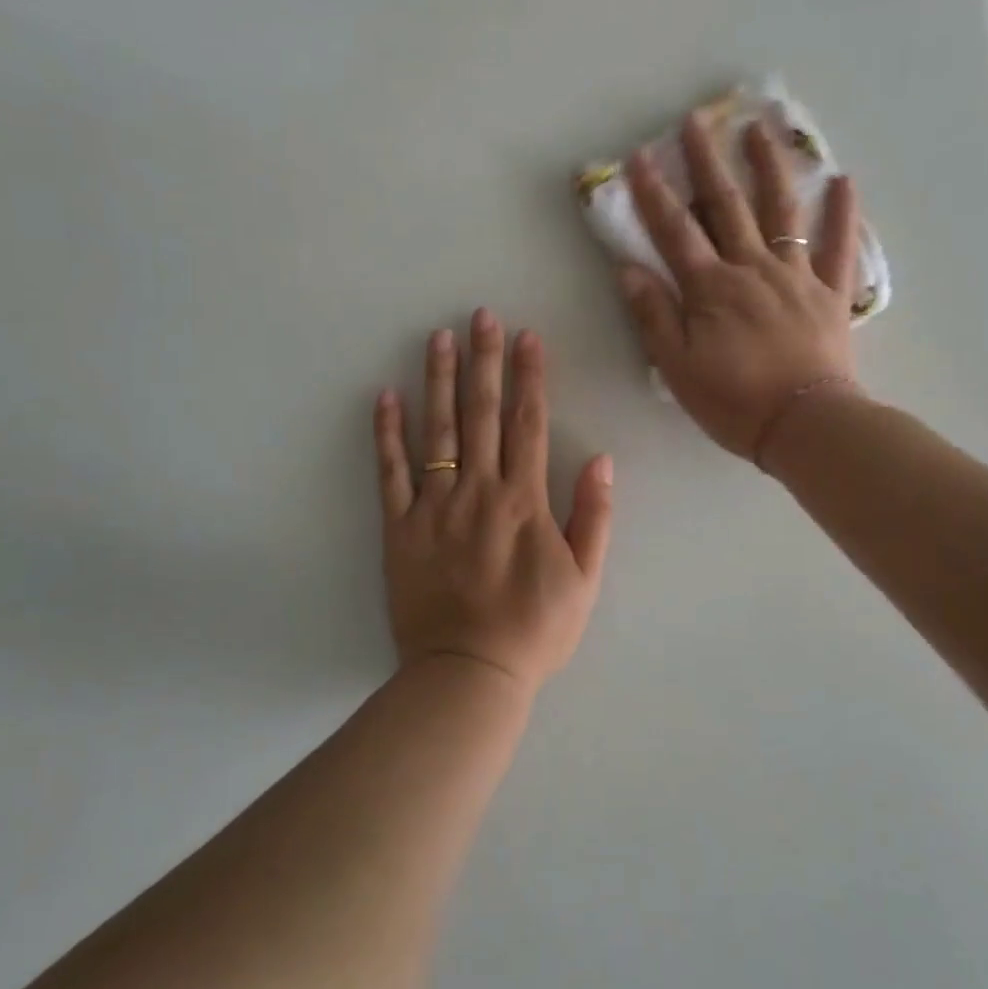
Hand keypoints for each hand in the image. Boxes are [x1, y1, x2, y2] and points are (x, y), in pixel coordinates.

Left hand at [373, 310, 613, 693]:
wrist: (468, 673)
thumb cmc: (534, 630)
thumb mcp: (585, 580)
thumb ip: (594, 517)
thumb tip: (602, 460)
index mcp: (524, 501)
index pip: (528, 424)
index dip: (529, 377)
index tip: (528, 337)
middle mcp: (478, 492)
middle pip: (481, 414)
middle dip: (484, 360)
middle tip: (481, 315)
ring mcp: (434, 507)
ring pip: (436, 431)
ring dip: (438, 380)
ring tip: (438, 338)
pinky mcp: (399, 528)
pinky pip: (391, 473)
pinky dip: (387, 434)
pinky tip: (386, 396)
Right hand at [619, 113, 862, 460]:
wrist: (805, 424)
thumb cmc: (734, 402)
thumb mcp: (678, 367)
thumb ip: (654, 316)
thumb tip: (628, 270)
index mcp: (711, 288)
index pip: (675, 231)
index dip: (653, 194)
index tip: (638, 158)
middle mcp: (752, 269)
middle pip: (727, 206)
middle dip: (707, 162)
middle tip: (696, 121)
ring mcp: (796, 276)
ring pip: (781, 212)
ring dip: (769, 167)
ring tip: (761, 129)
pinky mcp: (830, 294)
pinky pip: (839, 247)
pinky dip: (842, 214)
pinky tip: (843, 181)